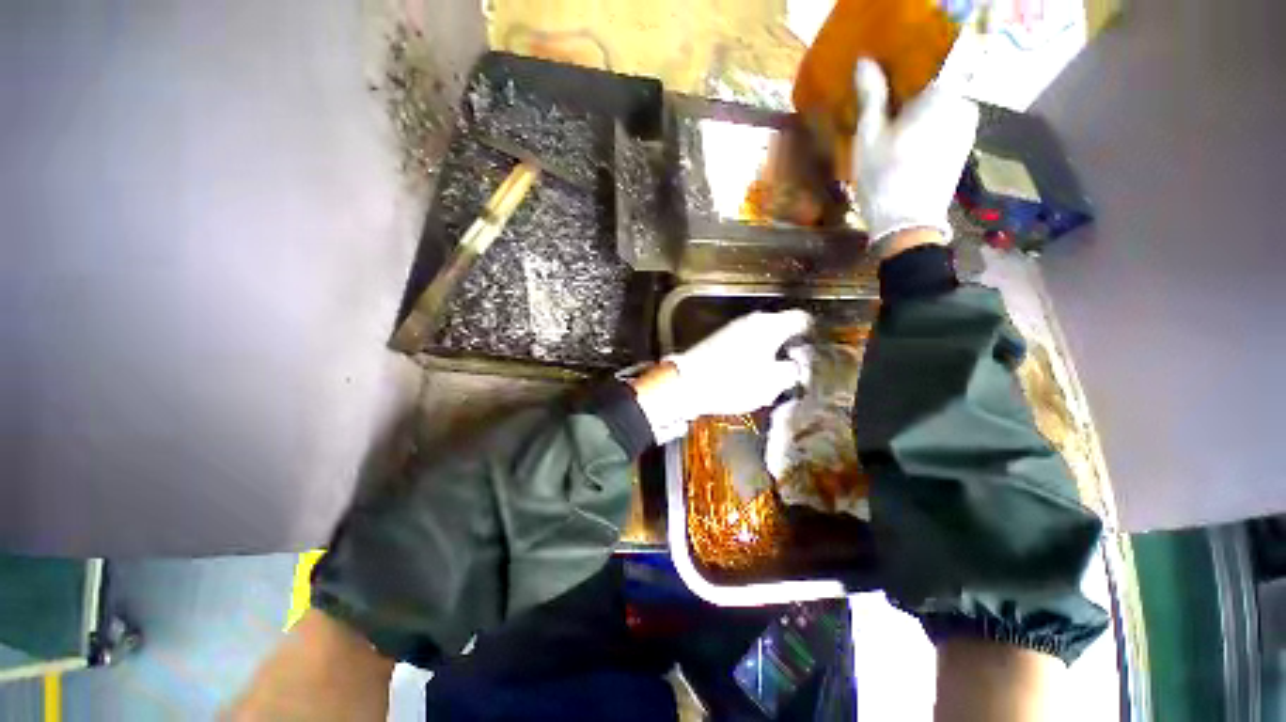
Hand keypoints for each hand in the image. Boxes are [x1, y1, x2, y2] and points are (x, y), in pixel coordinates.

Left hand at [632, 310, 811, 443]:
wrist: (687, 383)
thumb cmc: (732, 382)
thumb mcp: (771, 383)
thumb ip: (791, 371)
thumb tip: (795, 365)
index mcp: (770, 326)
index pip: (802, 319)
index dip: (812, 332)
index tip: (813, 348)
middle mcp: (752, 321)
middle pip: (781, 327)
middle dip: (790, 344)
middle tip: (794, 365)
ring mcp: (734, 328)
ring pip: (763, 335)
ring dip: (770, 350)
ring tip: (772, 372)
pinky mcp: (720, 339)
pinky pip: (746, 343)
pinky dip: (753, 353)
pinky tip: (750, 371)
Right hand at [852, 58, 978, 245]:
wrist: (907, 226)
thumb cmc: (884, 178)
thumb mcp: (869, 137)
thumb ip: (872, 95)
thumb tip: (865, 61)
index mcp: (945, 94)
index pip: (948, 50)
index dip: (925, 48)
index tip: (900, 56)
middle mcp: (965, 104)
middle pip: (942, 78)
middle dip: (916, 81)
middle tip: (886, 94)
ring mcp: (967, 127)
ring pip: (943, 101)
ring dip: (920, 104)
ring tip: (892, 120)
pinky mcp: (963, 146)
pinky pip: (946, 120)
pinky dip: (928, 121)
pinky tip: (906, 139)